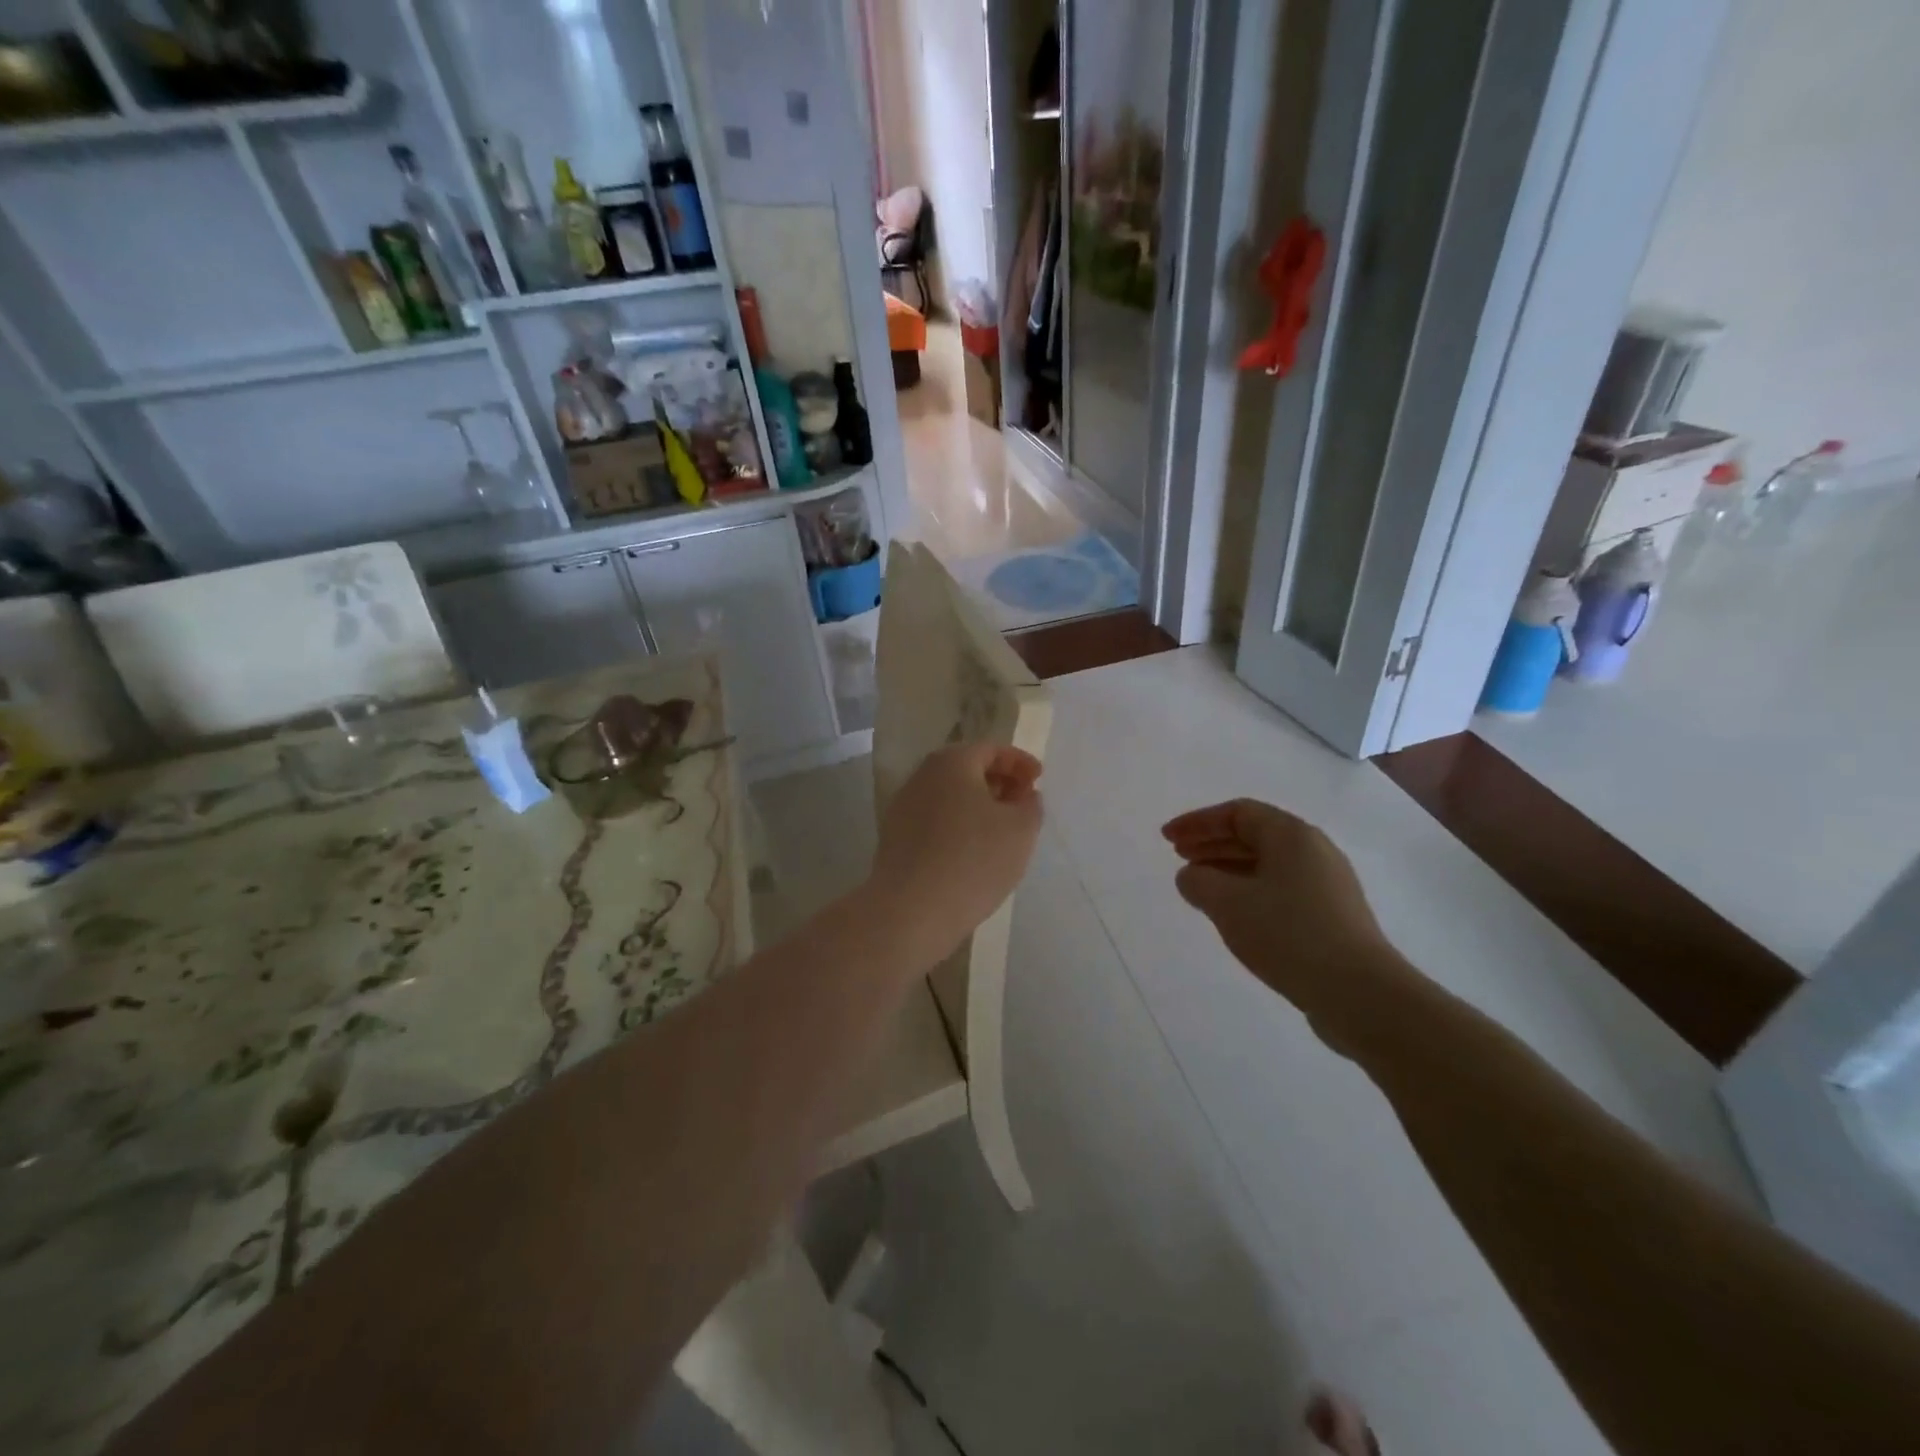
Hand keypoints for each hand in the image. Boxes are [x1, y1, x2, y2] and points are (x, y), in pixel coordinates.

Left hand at [871, 744, 1043, 956]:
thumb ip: (1030, 804)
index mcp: (952, 762)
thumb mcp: (1021, 829)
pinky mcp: (895, 837)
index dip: (1020, 762)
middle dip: (999, 781)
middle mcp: (922, 776)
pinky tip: (972, 851)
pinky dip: (958, 824)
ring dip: (977, 805)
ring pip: (949, 795)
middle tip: (1023, 803)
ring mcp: (903, 806)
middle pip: (967, 768)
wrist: (911, 910)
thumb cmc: (973, 860)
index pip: (991, 749)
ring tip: (1001, 830)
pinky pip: (935, 820)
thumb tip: (1023, 796)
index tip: (1039, 780)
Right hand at [1162, 799, 1409, 1048]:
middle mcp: (1314, 850)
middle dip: (1212, 843)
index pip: (1237, 813)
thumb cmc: (1288, 934)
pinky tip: (1235, 915)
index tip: (1167, 839)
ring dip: (1229, 869)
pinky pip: (1282, 889)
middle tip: (1178, 857)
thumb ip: (1198, 882)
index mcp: (1292, 835)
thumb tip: (1191, 875)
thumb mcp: (1228, 904)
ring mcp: (1328, 884)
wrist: (1360, 993)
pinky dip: (1250, 891)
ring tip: (1200, 887)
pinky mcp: (1333, 916)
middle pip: (1254, 835)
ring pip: (1268, 864)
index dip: (1197, 822)